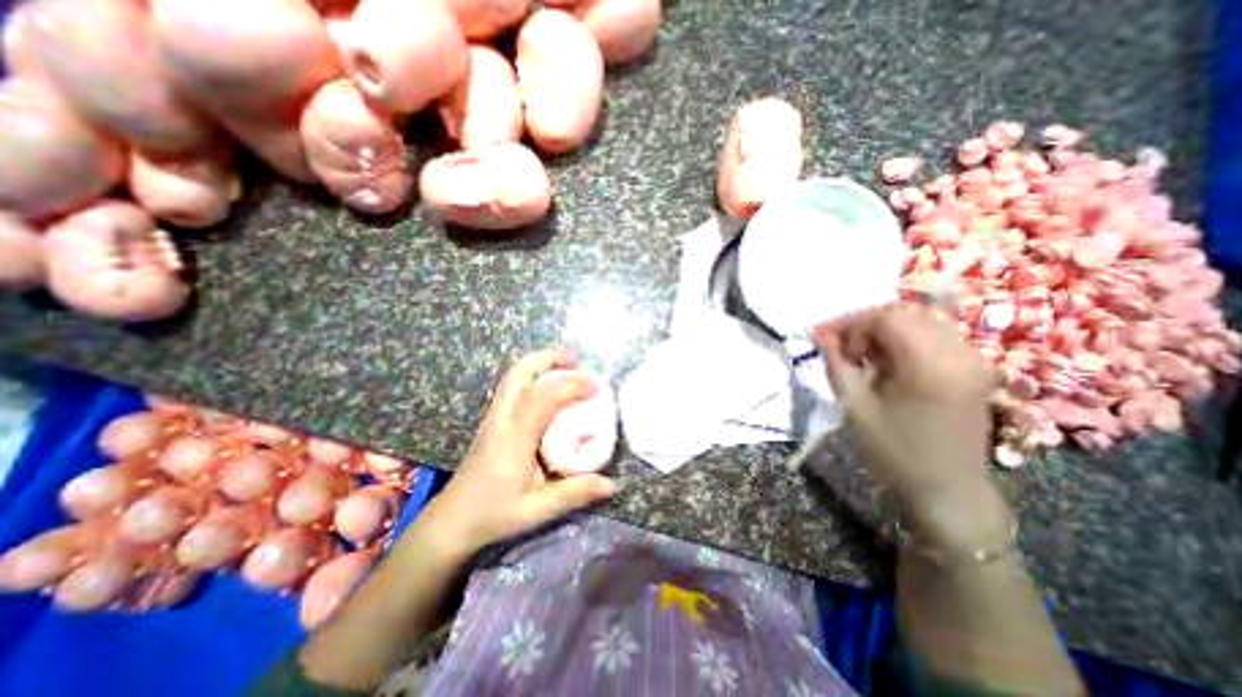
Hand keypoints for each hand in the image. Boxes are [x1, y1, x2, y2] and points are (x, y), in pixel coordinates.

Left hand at [411, 349, 614, 559]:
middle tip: (576, 359)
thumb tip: (611, 485)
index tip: (596, 387)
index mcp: (514, 439)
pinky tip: (549, 388)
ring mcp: (494, 417)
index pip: (543, 399)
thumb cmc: (493, 515)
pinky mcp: (493, 420)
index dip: (571, 386)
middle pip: (519, 372)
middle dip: (549, 357)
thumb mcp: (536, 510)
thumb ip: (574, 493)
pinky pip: (512, 386)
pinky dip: (533, 375)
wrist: (451, 521)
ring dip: (540, 363)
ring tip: (566, 366)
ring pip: (513, 375)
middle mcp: (501, 419)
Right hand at [818, 305, 1006, 550]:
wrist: (947, 490)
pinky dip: (905, 338)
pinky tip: (888, 361)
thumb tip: (822, 337)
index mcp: (930, 365)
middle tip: (841, 346)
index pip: (886, 318)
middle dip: (866, 323)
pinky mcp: (975, 369)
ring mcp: (973, 360)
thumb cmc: (894, 451)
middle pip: (905, 312)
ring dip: (885, 329)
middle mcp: (959, 353)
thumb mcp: (854, 407)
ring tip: (862, 354)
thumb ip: (836, 365)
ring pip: (922, 320)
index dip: (850, 323)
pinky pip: (936, 335)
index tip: (825, 339)